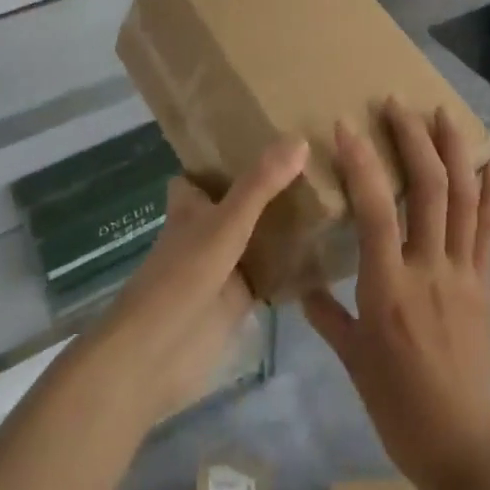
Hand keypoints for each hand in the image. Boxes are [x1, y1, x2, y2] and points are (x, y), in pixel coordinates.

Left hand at [89, 139, 307, 420]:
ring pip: (257, 236)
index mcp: (191, 206)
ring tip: (333, 196)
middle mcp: (206, 231)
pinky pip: (270, 273)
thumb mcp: (224, 223)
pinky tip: (329, 251)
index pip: (203, 172)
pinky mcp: (239, 300)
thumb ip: (259, 185)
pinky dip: (293, 264)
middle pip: (238, 202)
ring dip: (284, 223)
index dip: (226, 155)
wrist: (156, 355)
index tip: (266, 134)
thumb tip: (299, 138)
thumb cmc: (181, 277)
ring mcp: (223, 266)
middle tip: (316, 162)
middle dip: (268, 186)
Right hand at [303, 100, 489, 489]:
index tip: (344, 125)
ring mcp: (464, 273)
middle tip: (396, 104)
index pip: (374, 210)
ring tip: (443, 113)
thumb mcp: (352, 361)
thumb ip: (328, 315)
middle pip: (429, 189)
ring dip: (455, 151)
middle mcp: (430, 269)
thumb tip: (303, 288)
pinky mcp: (486, 283)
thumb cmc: (398, 406)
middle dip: (413, 139)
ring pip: (465, 199)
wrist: (464, 447)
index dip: (360, 163)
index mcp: (388, 288)